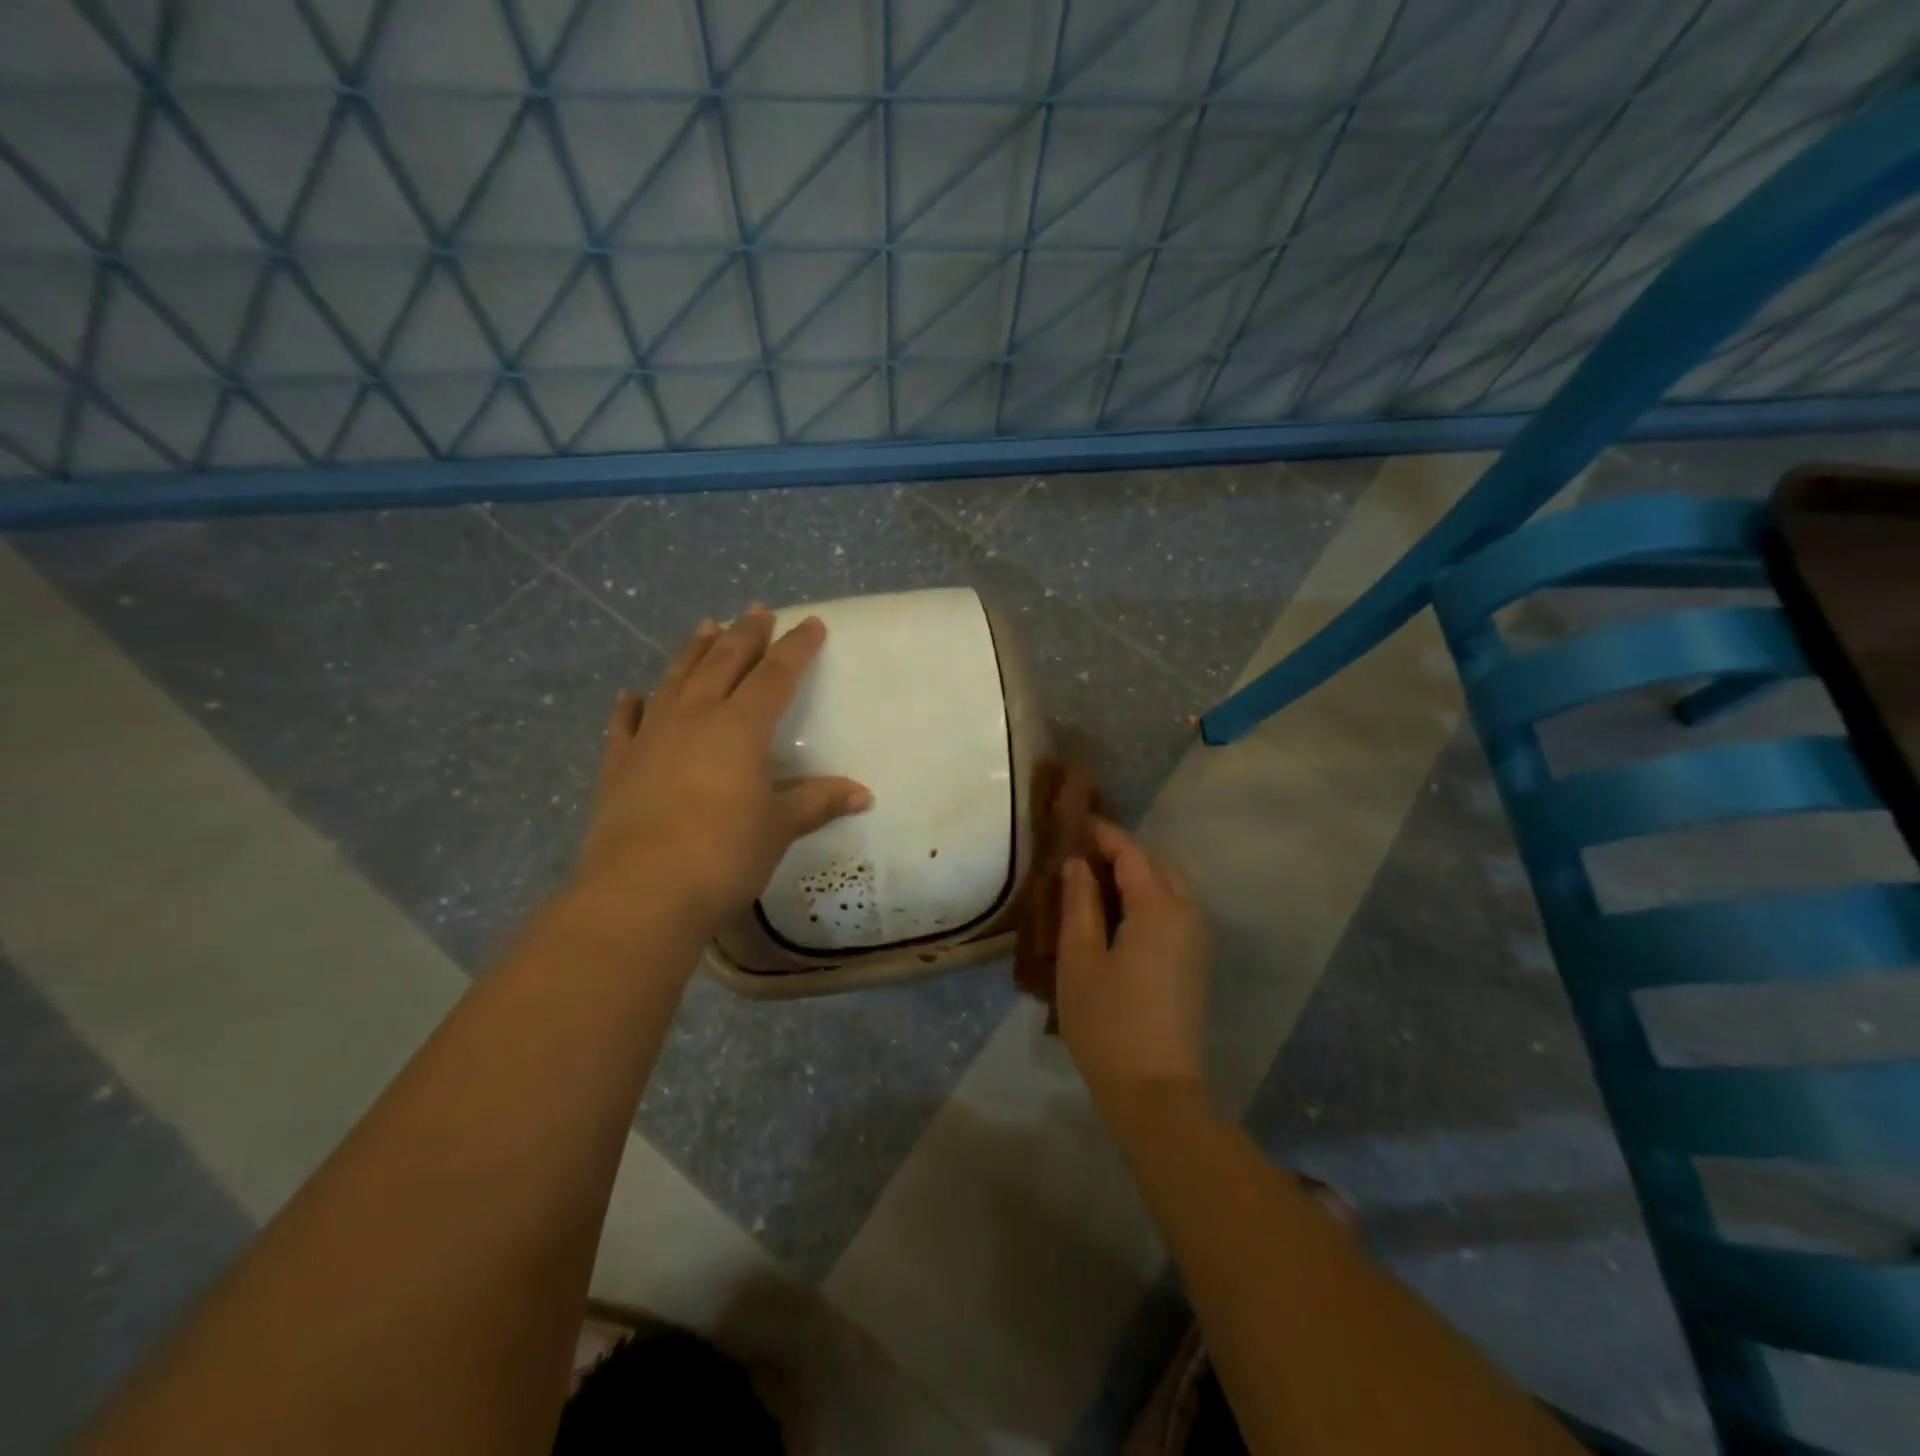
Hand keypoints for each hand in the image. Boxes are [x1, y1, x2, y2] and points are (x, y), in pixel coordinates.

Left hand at [574, 607, 871, 933]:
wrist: (640, 892)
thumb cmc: (723, 855)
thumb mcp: (778, 828)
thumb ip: (816, 803)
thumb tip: (863, 795)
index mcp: (740, 727)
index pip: (775, 675)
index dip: (796, 648)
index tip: (810, 624)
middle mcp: (695, 718)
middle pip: (723, 663)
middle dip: (745, 635)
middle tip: (757, 611)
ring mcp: (651, 737)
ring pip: (676, 679)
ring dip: (693, 651)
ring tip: (706, 626)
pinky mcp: (619, 764)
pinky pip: (626, 723)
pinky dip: (631, 705)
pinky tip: (632, 693)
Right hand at [1056, 820, 1210, 1108]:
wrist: (1156, 1092)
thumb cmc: (1108, 1022)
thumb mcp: (1080, 958)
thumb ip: (1080, 903)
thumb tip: (1078, 864)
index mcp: (1160, 907)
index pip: (1131, 852)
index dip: (1102, 834)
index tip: (1072, 823)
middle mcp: (1188, 913)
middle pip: (1156, 863)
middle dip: (1120, 853)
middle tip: (1079, 857)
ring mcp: (1197, 939)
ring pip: (1168, 887)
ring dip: (1135, 877)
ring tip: (1092, 886)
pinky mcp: (1196, 962)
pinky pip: (1173, 911)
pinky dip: (1146, 900)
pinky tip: (1115, 918)